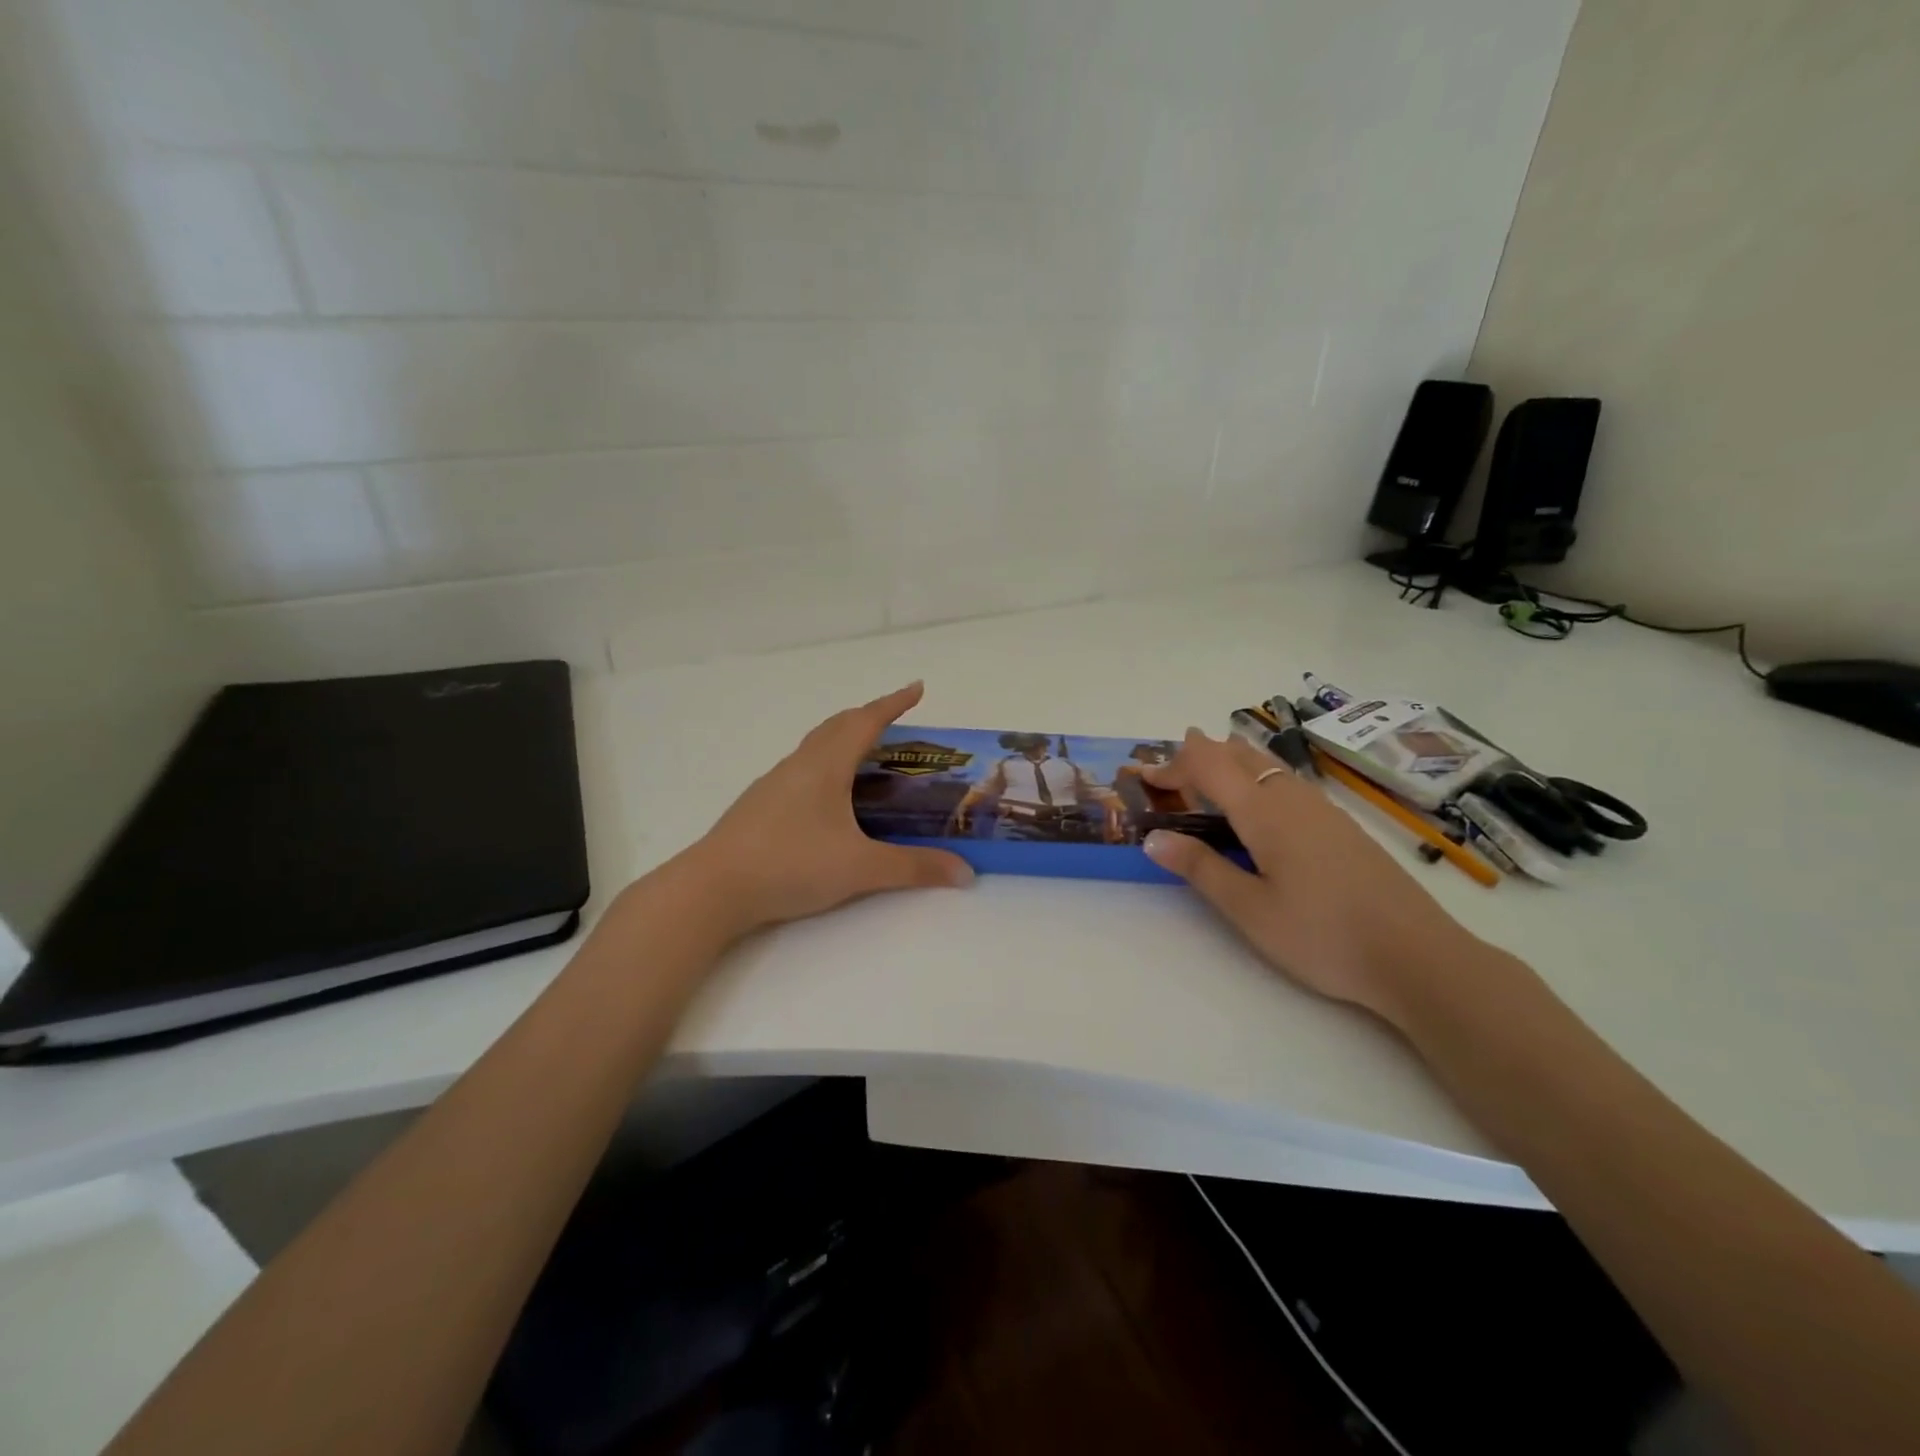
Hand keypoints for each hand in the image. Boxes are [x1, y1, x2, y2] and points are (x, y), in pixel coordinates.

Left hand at [678, 682, 973, 933]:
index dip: (894, 703)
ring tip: (867, 757)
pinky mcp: (760, 805)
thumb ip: (914, 868)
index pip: (866, 721)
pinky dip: (825, 765)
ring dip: (844, 739)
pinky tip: (829, 796)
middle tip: (897, 723)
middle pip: (837, 725)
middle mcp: (799, 764)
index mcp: (826, 765)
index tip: (917, 688)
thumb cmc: (790, 865)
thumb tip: (965, 872)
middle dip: (869, 716)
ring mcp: (774, 783)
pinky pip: (801, 769)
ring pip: (815, 746)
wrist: (713, 888)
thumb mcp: (860, 868)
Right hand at [1141, 729, 1480, 1019]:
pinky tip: (1262, 800)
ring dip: (1232, 761)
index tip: (1143, 776)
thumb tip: (1153, 838)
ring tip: (1210, 766)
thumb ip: (1201, 868)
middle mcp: (1293, 799)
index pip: (1209, 768)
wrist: (1418, 957)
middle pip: (1241, 756)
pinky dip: (1258, 776)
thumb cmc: (1323, 935)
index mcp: (1265, 812)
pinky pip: (1288, 782)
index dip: (1173, 766)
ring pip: (1269, 765)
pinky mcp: (1342, 827)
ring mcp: (1323, 810)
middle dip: (1201, 753)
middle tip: (1171, 763)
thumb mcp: (1249, 910)